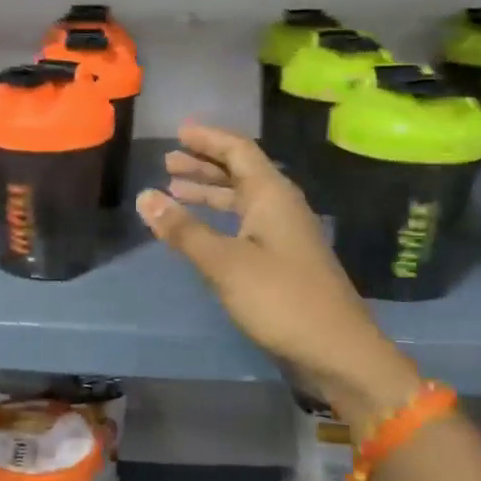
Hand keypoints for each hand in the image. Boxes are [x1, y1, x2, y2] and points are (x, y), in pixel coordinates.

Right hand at [136, 124, 421, 430]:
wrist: (337, 349)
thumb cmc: (280, 298)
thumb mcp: (224, 262)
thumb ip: (183, 230)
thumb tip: (144, 196)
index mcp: (271, 195)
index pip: (238, 150)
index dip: (208, 139)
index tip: (178, 132)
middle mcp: (281, 206)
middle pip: (240, 171)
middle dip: (204, 164)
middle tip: (168, 162)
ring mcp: (285, 233)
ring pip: (243, 199)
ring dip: (210, 192)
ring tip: (174, 191)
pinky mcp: (285, 259)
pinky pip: (247, 222)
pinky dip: (220, 218)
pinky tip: (201, 231)